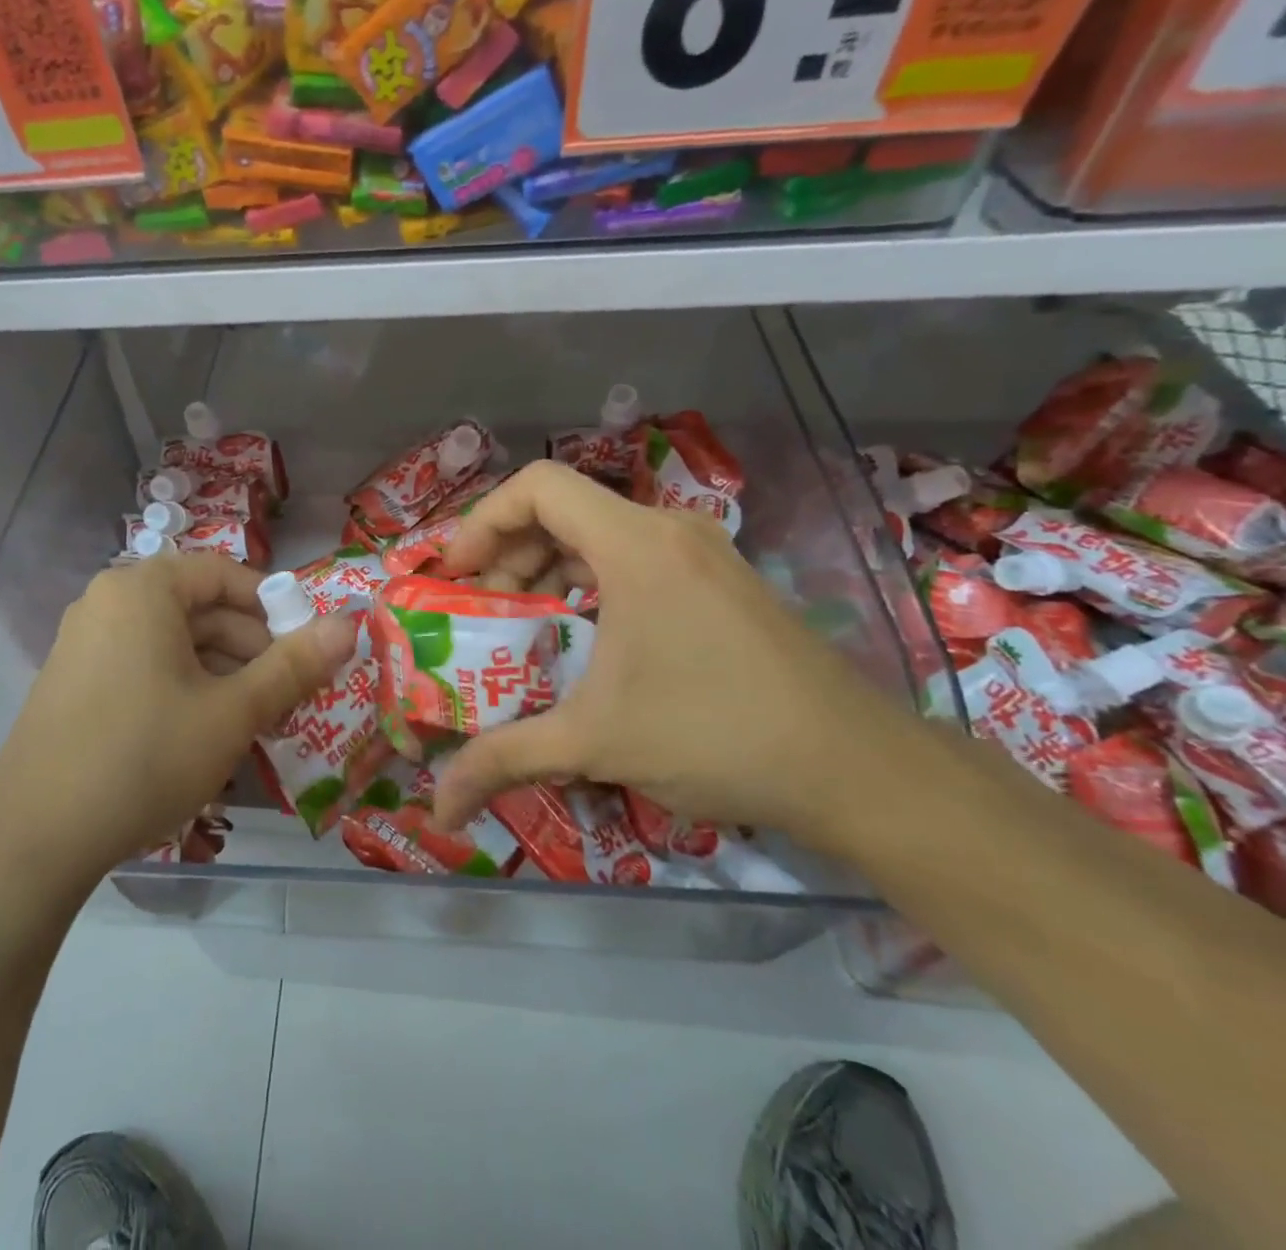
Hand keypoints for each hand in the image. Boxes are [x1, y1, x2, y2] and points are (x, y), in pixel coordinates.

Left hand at [0, 553, 359, 893]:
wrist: (34, 841)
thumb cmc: (144, 757)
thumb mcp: (232, 712)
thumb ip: (294, 665)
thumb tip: (351, 623)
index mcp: (142, 589)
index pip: (225, 575)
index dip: (274, 608)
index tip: (306, 649)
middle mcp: (108, 603)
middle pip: (199, 609)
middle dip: (251, 650)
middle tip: (288, 698)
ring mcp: (84, 643)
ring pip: (174, 643)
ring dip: (222, 675)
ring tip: (255, 723)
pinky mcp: (74, 683)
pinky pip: (144, 667)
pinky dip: (184, 689)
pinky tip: (205, 735)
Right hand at [428, 462, 930, 855]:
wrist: (858, 769)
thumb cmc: (717, 735)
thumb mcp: (595, 743)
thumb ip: (504, 761)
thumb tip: (436, 809)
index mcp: (635, 545)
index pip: (537, 485)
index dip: (482, 520)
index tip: (458, 576)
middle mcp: (668, 531)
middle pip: (562, 509)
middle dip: (508, 554)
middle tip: (485, 612)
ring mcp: (701, 553)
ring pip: (598, 534)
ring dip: (548, 568)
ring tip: (525, 625)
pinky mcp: (720, 581)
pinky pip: (632, 558)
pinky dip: (588, 582)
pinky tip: (584, 637)